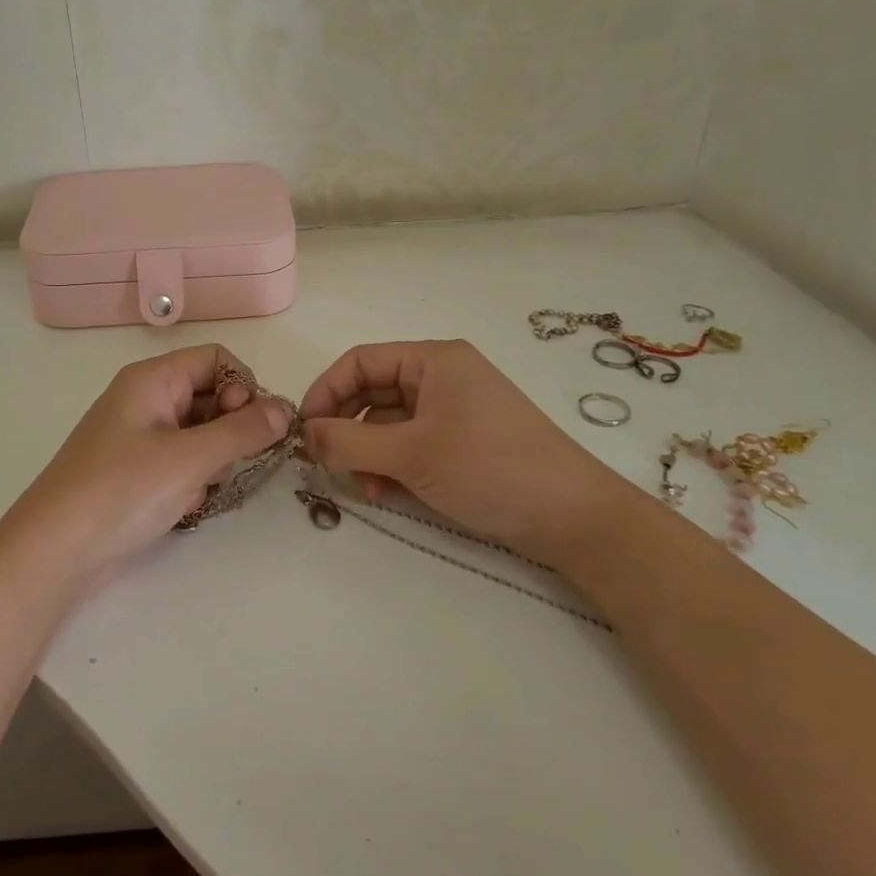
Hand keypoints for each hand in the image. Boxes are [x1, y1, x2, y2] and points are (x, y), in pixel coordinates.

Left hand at [0, 344, 292, 592]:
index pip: (216, 359)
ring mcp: (139, 437)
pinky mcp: (136, 471)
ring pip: (200, 431)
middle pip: (210, 394)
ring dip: (215, 457)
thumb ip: (243, 431)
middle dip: (232, 427)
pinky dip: (194, 478)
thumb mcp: (190, 458)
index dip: (243, 386)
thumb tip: (285, 409)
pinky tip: (186, 505)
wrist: (55, 551)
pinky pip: (182, 460)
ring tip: (204, 487)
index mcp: (153, 379)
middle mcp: (146, 399)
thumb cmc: (122, 491)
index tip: (254, 426)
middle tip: (232, 462)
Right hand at [298, 339, 637, 559]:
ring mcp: (454, 409)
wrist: (573, 516)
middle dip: (346, 428)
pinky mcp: (462, 441)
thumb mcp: (410, 453)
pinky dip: (392, 464)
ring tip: (363, 487)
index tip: (303, 431)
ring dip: (367, 452)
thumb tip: (304, 434)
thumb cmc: (489, 468)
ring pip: (389, 422)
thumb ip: (349, 441)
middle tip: (324, 464)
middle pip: (372, 392)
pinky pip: (411, 443)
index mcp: (432, 359)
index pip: (359, 361)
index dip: (325, 392)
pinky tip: (385, 492)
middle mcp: (441, 376)